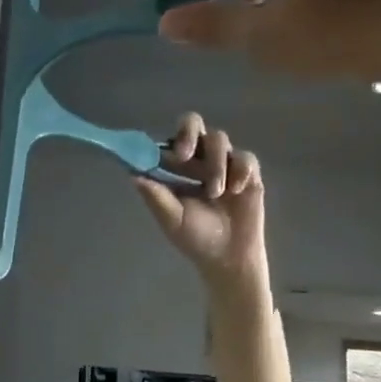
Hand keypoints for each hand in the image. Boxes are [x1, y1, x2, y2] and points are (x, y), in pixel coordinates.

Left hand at [134, 113, 267, 288]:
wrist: (227, 257)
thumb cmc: (195, 238)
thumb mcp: (171, 218)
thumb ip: (155, 196)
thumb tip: (132, 174)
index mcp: (177, 168)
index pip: (169, 140)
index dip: (164, 141)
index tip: (166, 154)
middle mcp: (199, 159)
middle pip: (193, 124)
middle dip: (188, 133)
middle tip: (184, 155)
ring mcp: (224, 163)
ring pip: (219, 140)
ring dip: (214, 164)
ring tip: (214, 193)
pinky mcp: (247, 172)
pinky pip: (245, 157)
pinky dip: (239, 170)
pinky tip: (234, 190)